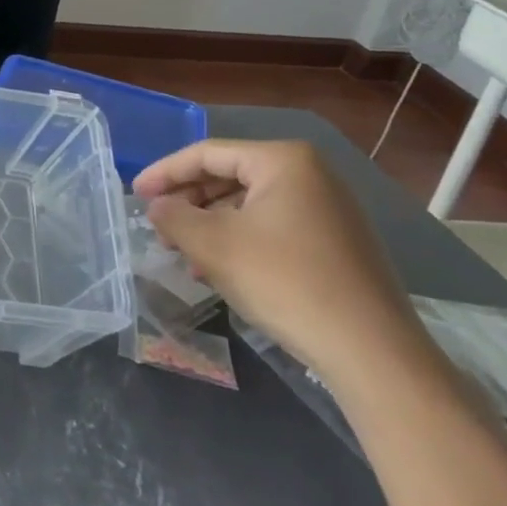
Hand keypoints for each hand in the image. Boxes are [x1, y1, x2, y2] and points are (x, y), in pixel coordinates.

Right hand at [132, 139, 429, 388]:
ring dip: (211, 225)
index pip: (207, 154)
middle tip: (159, 227)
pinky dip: (240, 240)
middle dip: (189, 201)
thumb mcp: (213, 245)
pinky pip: (274, 227)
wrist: (371, 351)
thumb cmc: (284, 281)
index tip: (136, 194)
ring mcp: (329, 209)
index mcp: (283, 161)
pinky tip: (220, 269)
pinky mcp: (337, 243)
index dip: (165, 172)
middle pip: (230, 177)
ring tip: (184, 253)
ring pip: (250, 205)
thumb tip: (157, 206)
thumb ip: (173, 217)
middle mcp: (310, 175)